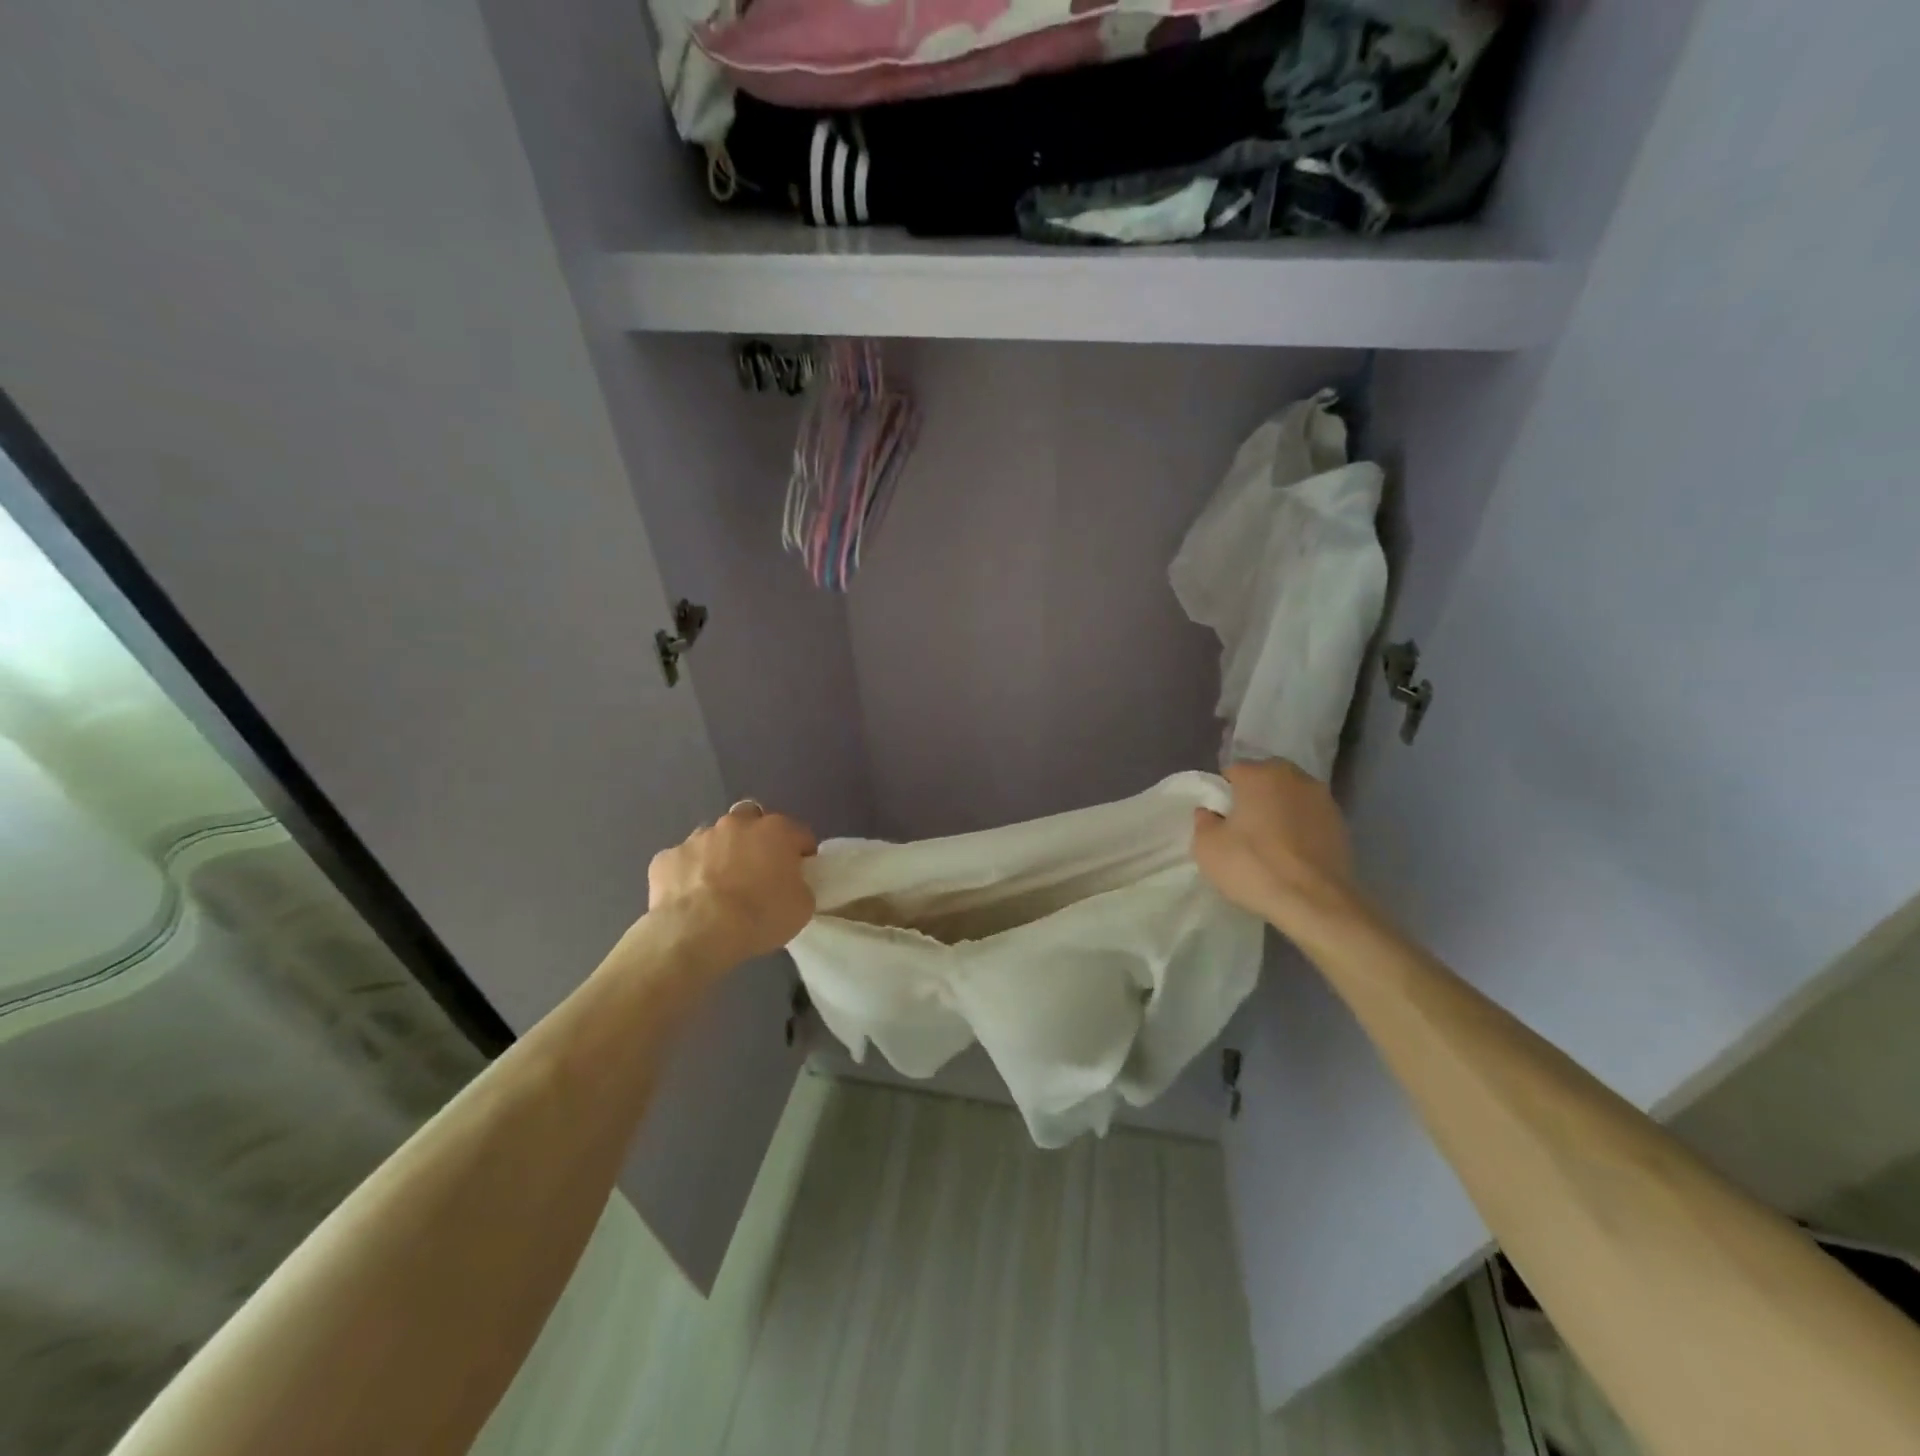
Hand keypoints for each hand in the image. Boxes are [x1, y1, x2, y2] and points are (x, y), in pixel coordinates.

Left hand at [646, 801, 817, 968]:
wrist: (697, 933)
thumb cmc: (759, 916)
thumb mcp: (801, 907)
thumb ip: (799, 885)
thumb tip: (790, 883)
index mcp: (775, 831)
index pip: (799, 833)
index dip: (802, 852)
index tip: (800, 873)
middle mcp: (736, 824)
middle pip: (752, 820)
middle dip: (756, 839)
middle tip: (757, 870)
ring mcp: (697, 837)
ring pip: (714, 838)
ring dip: (720, 854)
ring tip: (719, 886)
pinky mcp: (666, 857)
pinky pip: (683, 861)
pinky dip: (688, 874)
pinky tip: (689, 898)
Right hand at [1192, 760, 1365, 936]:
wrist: (1315, 902)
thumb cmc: (1254, 867)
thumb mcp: (1207, 848)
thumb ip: (1203, 821)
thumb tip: (1210, 812)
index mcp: (1259, 774)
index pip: (1232, 772)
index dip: (1223, 795)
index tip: (1220, 820)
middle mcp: (1294, 777)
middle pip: (1265, 779)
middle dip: (1253, 797)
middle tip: (1244, 829)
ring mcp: (1323, 799)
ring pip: (1290, 797)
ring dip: (1279, 811)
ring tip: (1271, 843)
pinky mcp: (1341, 823)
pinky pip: (1309, 818)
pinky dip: (1300, 828)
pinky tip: (1293, 854)